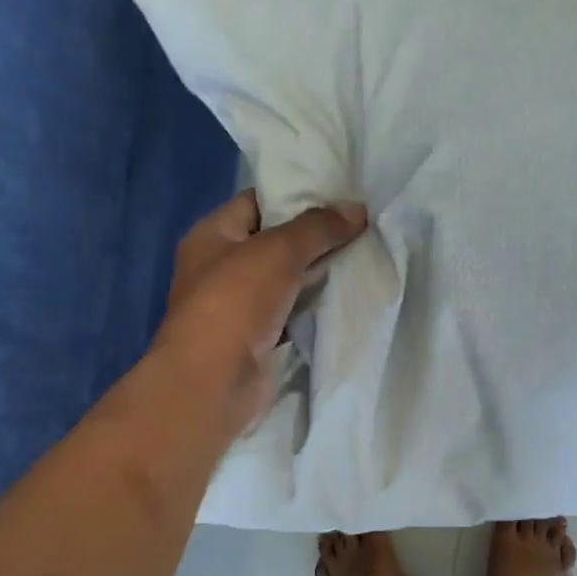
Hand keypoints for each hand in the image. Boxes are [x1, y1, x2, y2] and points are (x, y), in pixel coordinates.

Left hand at [150, 190, 368, 437]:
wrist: (214, 381)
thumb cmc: (235, 302)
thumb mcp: (278, 251)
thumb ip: (318, 227)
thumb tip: (357, 210)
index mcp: (212, 234)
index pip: (257, 201)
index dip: (296, 195)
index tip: (340, 194)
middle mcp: (221, 266)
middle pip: (274, 241)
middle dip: (315, 236)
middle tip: (361, 226)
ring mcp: (238, 305)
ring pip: (287, 279)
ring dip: (319, 273)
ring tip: (363, 255)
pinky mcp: (258, 338)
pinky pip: (292, 312)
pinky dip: (315, 306)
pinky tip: (348, 295)